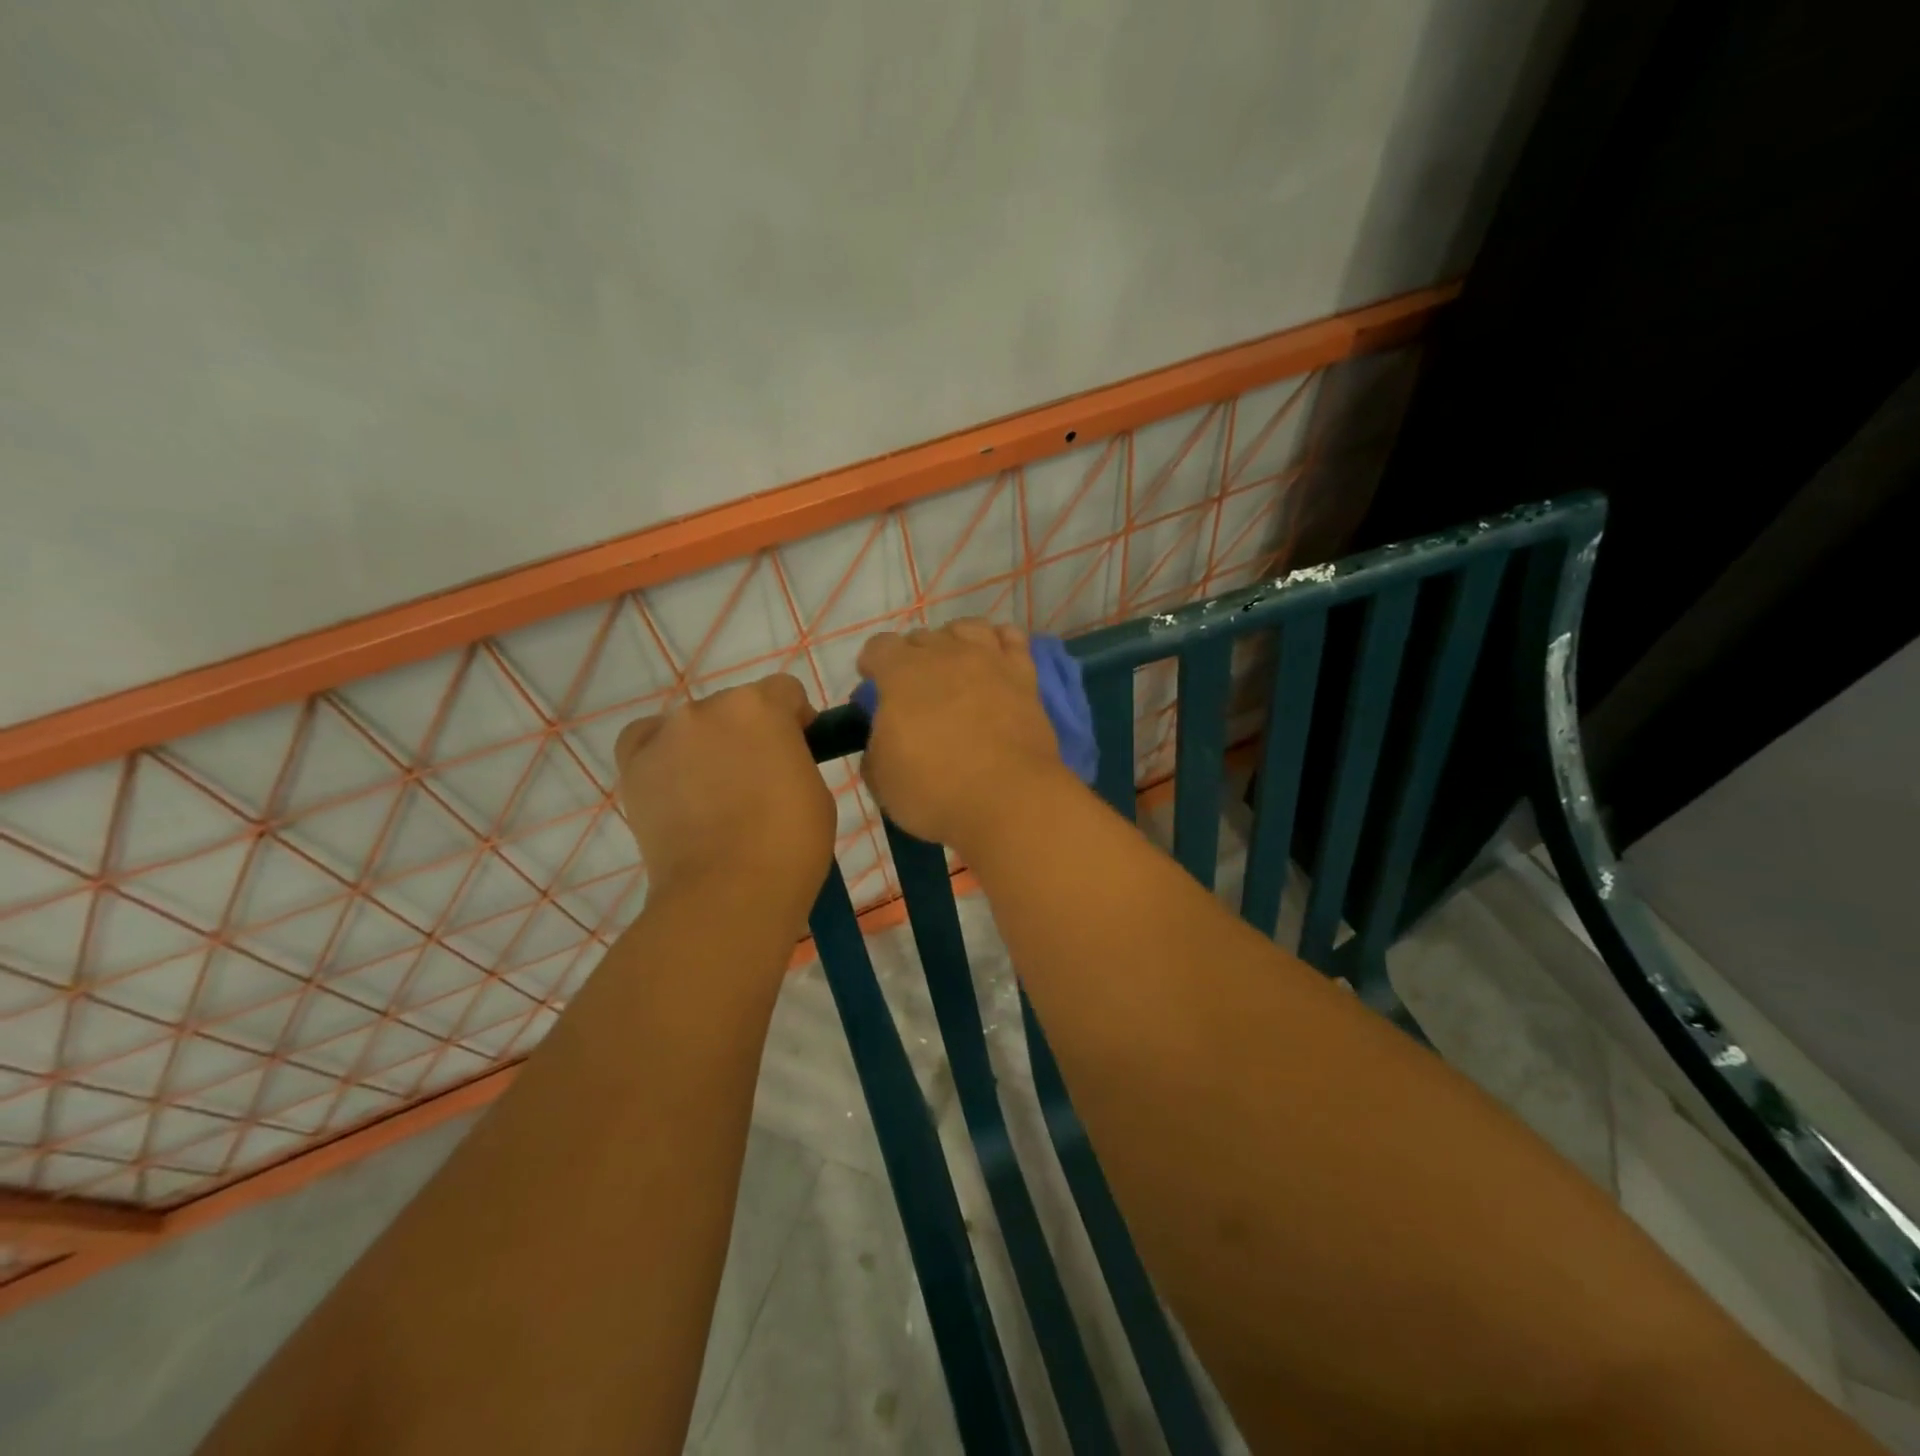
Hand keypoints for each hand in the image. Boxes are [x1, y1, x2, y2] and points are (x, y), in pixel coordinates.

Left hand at [614, 674, 834, 904]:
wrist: (729, 892)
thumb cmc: (791, 843)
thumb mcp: (815, 788)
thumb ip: (795, 756)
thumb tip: (776, 756)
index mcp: (761, 707)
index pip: (784, 691)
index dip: (796, 718)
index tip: (800, 748)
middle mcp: (708, 707)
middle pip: (736, 706)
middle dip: (751, 732)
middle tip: (758, 779)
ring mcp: (665, 734)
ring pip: (694, 725)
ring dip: (709, 744)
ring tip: (714, 792)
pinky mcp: (633, 765)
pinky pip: (647, 739)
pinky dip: (662, 751)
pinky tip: (675, 779)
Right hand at [856, 620, 1075, 850]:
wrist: (1008, 799)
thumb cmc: (935, 791)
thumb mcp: (881, 779)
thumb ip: (876, 746)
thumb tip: (885, 736)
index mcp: (901, 674)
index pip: (879, 646)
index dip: (872, 663)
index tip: (873, 683)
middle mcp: (945, 654)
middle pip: (922, 637)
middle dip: (912, 657)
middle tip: (916, 690)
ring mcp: (989, 660)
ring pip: (967, 628)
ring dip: (954, 641)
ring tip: (954, 666)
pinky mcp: (1024, 675)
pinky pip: (1012, 638)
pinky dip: (1000, 642)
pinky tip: (996, 658)